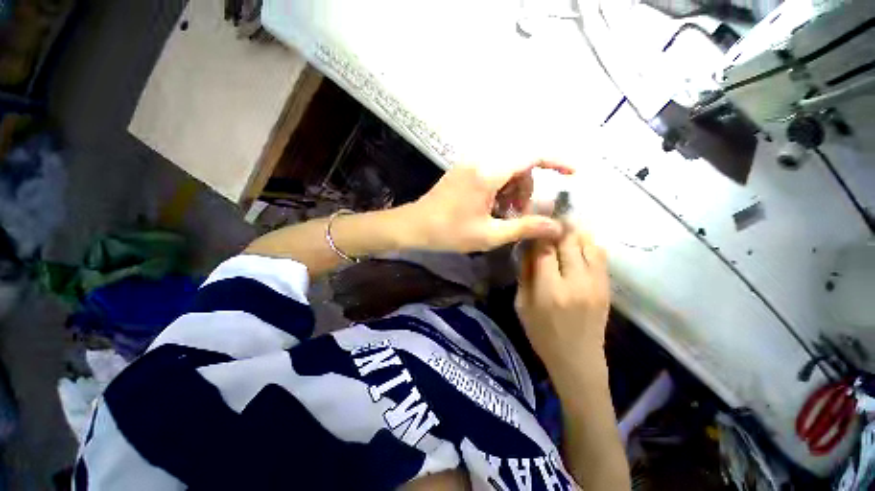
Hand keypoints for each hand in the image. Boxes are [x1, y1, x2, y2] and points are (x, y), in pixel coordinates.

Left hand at [406, 160, 573, 252]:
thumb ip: (524, 228)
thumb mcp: (489, 234)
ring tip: (502, 215)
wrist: (415, 226)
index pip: (532, 155)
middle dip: (526, 189)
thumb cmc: (449, 232)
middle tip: (518, 215)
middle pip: (520, 165)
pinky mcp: (463, 171)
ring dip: (512, 191)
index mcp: (488, 173)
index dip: (557, 161)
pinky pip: (492, 172)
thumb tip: (557, 227)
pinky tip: (490, 208)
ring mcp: (470, 164)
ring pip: (506, 169)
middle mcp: (481, 160)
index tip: (573, 174)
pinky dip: (499, 189)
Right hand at [515, 227, 609, 370]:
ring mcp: (595, 284)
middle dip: (558, 226)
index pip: (545, 250)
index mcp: (549, 290)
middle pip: (568, 242)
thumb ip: (525, 275)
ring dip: (575, 232)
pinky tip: (578, 241)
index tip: (534, 222)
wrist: (578, 359)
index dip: (539, 233)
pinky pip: (600, 256)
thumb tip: (528, 249)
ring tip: (564, 226)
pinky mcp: (606, 287)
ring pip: (588, 245)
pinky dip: (588, 244)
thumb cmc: (542, 334)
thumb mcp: (521, 305)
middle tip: (549, 218)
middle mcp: (575, 282)